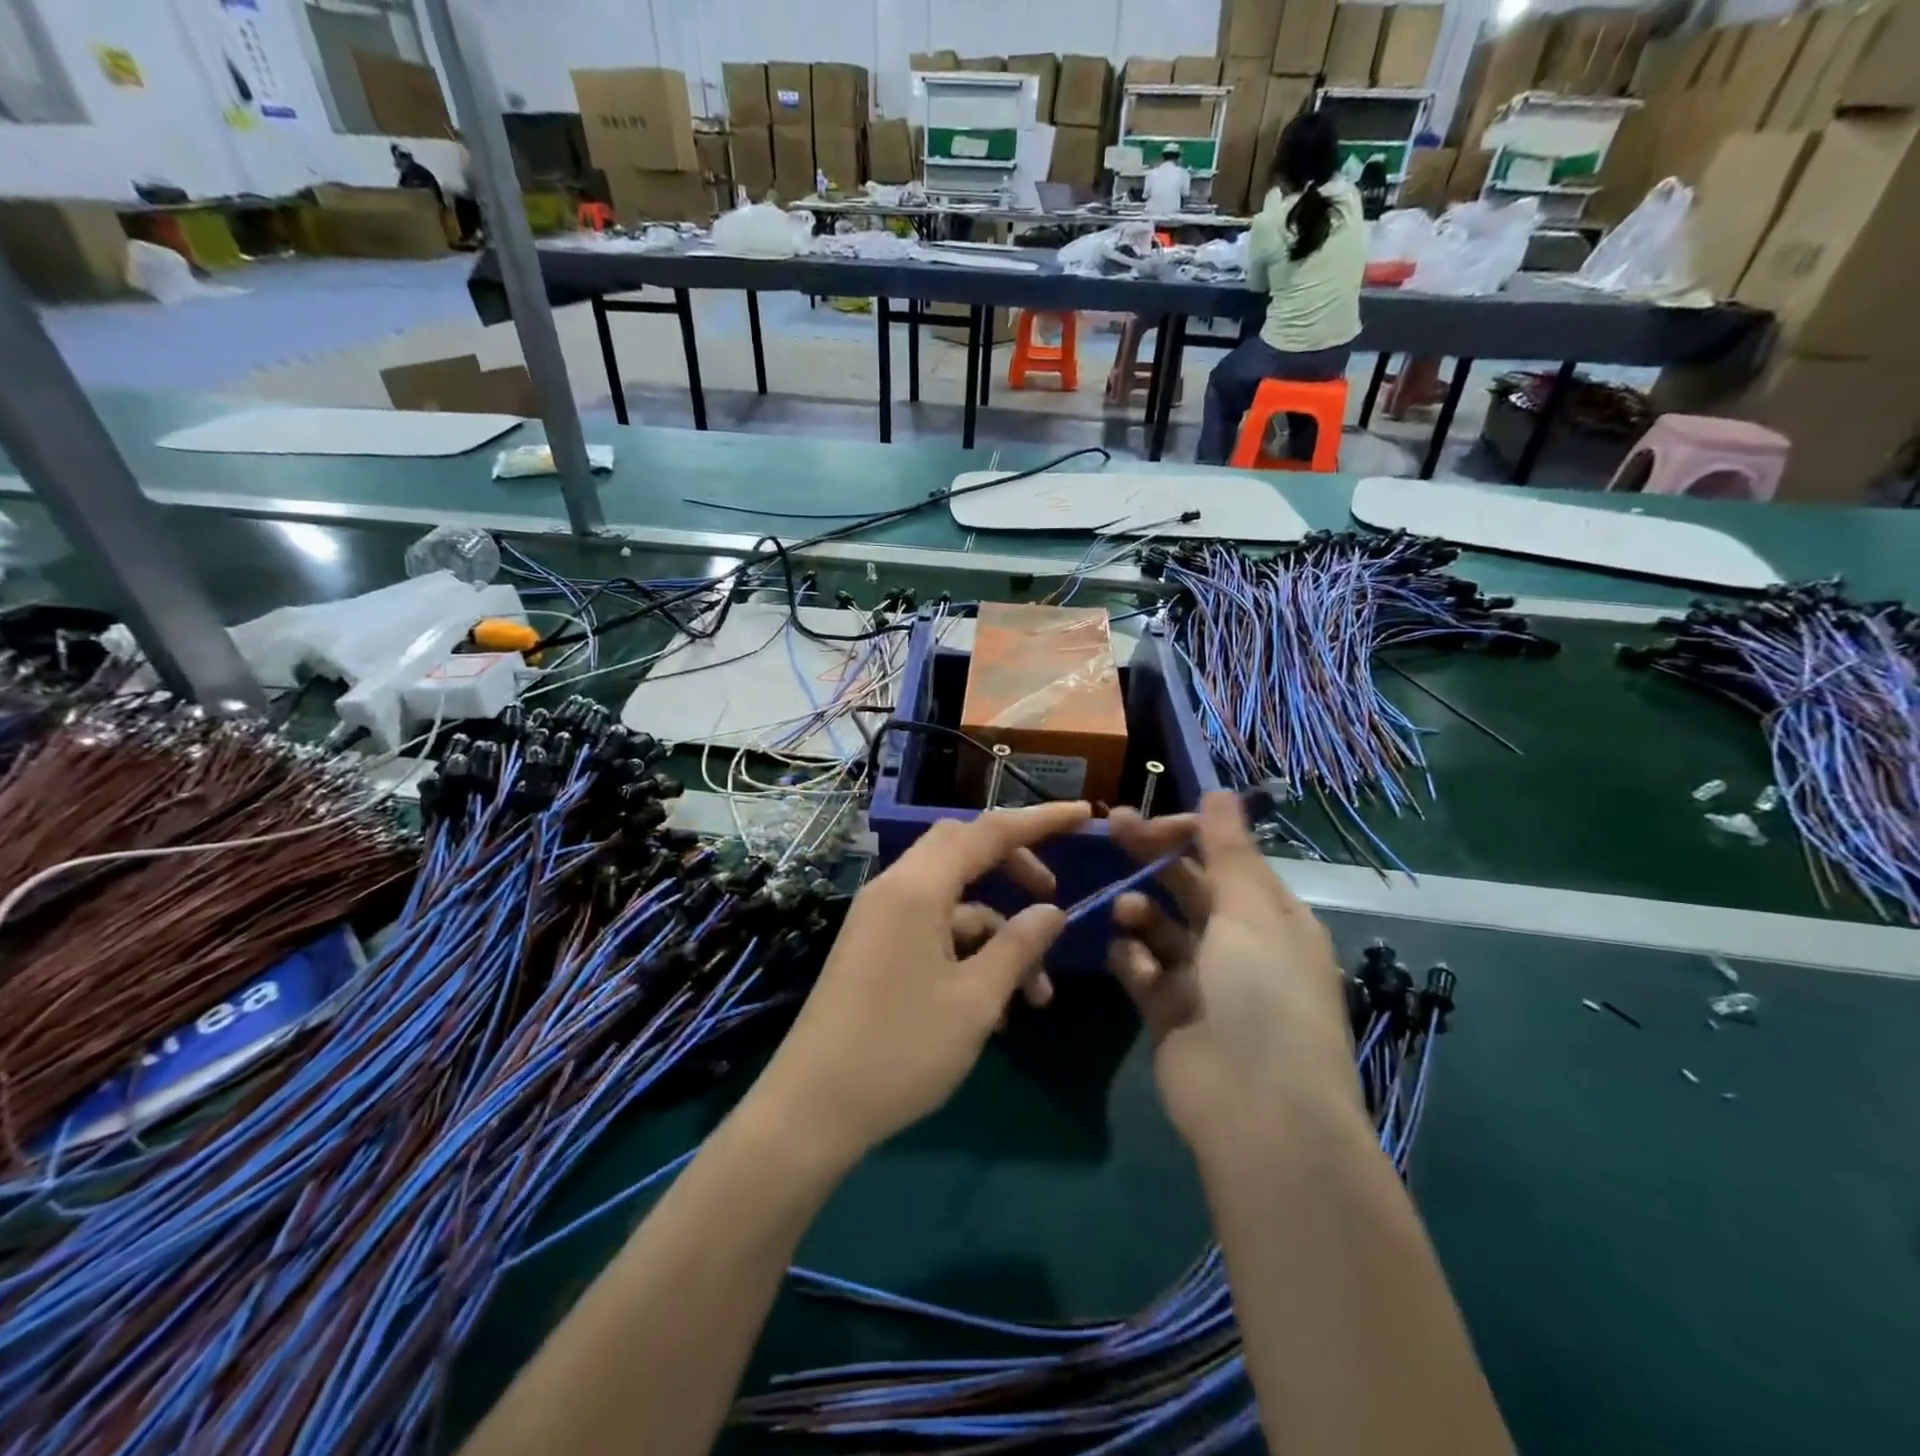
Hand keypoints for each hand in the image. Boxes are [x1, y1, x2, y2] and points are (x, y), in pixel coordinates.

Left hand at [754, 801, 1090, 1162]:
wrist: (811, 1109)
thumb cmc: (900, 1049)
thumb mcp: (975, 1000)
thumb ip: (1018, 946)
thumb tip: (1052, 912)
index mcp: (917, 888)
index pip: (988, 831)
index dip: (1040, 820)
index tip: (1084, 815)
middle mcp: (895, 889)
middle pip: (965, 851)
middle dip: (1015, 869)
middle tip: (1053, 900)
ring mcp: (881, 918)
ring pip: (954, 902)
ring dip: (998, 934)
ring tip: (1036, 995)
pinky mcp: (876, 947)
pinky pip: (933, 930)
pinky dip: (969, 954)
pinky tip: (996, 1010)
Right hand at [1106, 792, 1360, 1156]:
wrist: (1257, 1111)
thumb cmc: (1263, 994)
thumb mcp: (1251, 911)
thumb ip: (1228, 849)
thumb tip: (1221, 790)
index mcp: (1270, 916)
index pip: (1224, 857)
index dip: (1187, 832)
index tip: (1148, 818)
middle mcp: (1237, 943)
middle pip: (1187, 885)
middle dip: (1152, 857)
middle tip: (1110, 827)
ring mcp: (1201, 980)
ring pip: (1160, 927)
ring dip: (1140, 910)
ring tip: (1127, 911)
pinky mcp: (1167, 1013)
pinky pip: (1141, 971)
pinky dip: (1131, 958)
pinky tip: (1126, 956)